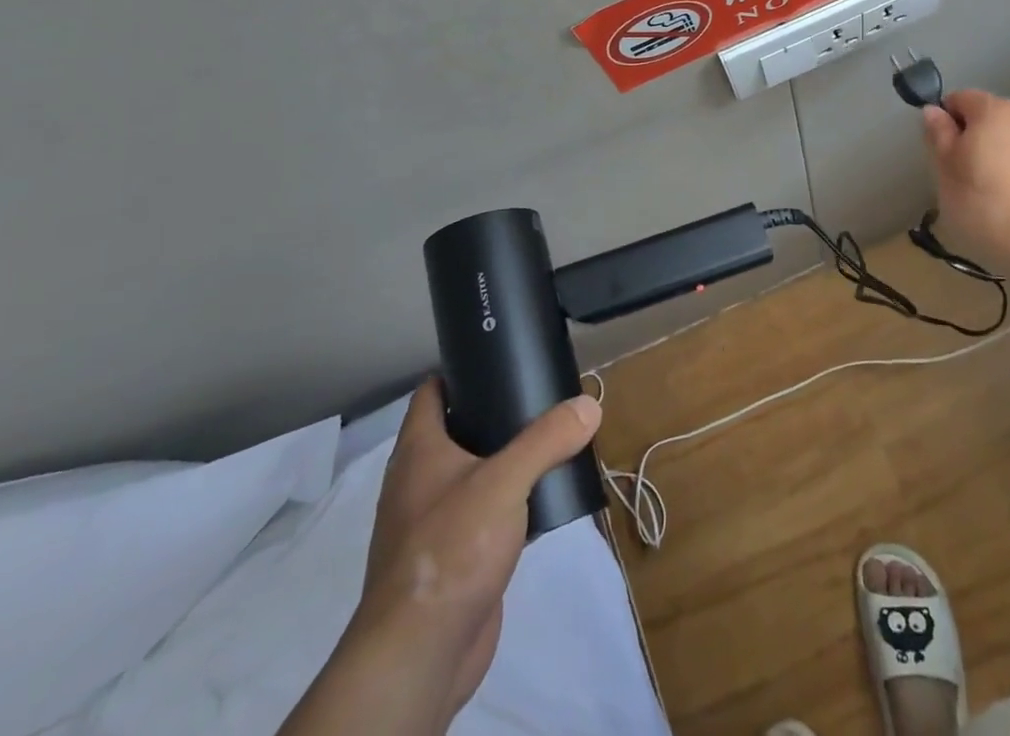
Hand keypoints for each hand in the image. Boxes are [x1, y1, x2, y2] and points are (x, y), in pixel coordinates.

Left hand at [281, 379, 601, 735]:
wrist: (421, 655)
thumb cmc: (450, 549)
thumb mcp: (505, 481)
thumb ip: (547, 439)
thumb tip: (590, 403)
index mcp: (419, 451)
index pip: (432, 391)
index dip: (459, 368)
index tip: (499, 353)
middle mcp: (420, 481)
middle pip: (456, 429)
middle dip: (494, 411)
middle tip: (540, 394)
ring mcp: (434, 522)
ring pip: (473, 473)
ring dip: (505, 458)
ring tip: (550, 438)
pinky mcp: (454, 558)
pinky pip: (484, 513)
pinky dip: (509, 500)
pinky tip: (542, 497)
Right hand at [922, 88, 1009, 286]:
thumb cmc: (985, 206)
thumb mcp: (945, 171)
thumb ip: (938, 135)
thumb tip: (934, 110)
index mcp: (993, 110)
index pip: (959, 99)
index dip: (945, 122)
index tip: (941, 155)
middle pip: (988, 117)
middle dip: (973, 138)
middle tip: (962, 177)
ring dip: (998, 155)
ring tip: (991, 193)